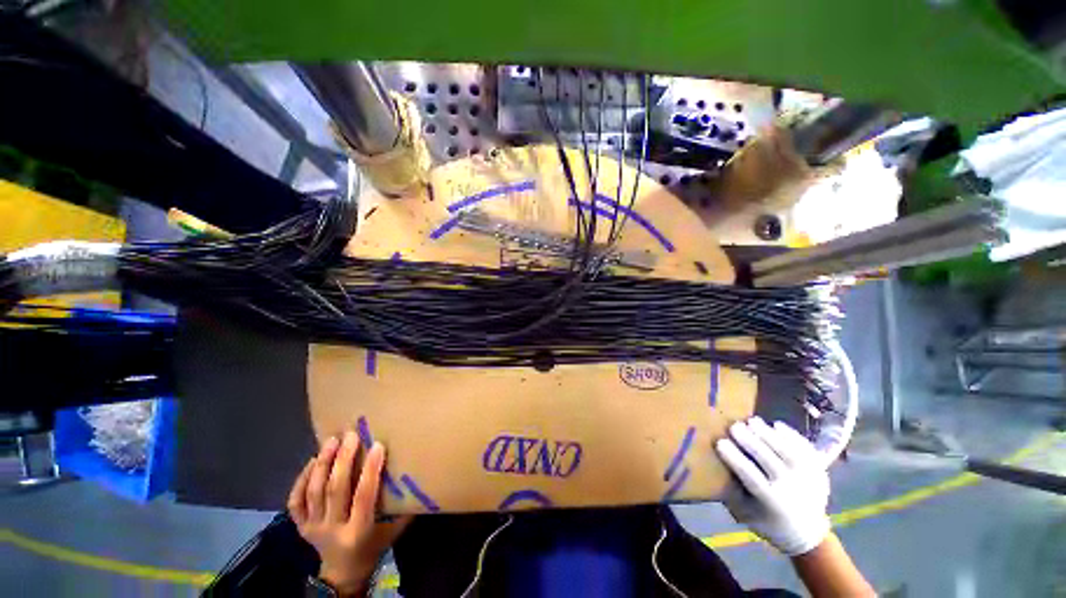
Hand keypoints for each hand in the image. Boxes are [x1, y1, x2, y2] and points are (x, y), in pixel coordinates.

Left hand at [288, 431, 411, 595]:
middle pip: (334, 490)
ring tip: (331, 441)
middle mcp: (333, 528)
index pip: (364, 495)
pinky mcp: (300, 526)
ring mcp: (312, 527)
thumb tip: (418, 476)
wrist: (343, 573)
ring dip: (322, 464)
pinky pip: (295, 501)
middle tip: (351, 436)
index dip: (370, 470)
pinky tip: (312, 462)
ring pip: (313, 492)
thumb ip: (404, 507)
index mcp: (358, 530)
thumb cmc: (374, 546)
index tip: (377, 445)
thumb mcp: (394, 531)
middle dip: (342, 460)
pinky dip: (301, 480)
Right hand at [715, 417, 829, 556]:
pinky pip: (805, 448)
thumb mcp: (746, 514)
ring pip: (787, 450)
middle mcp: (791, 488)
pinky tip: (776, 425)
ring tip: (753, 421)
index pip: (750, 476)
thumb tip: (714, 467)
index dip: (735, 458)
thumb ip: (732, 492)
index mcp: (772, 501)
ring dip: (768, 434)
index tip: (719, 442)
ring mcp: (809, 477)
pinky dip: (791, 435)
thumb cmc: (768, 522)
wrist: (808, 534)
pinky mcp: (819, 469)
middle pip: (768, 460)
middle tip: (734, 425)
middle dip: (750, 441)